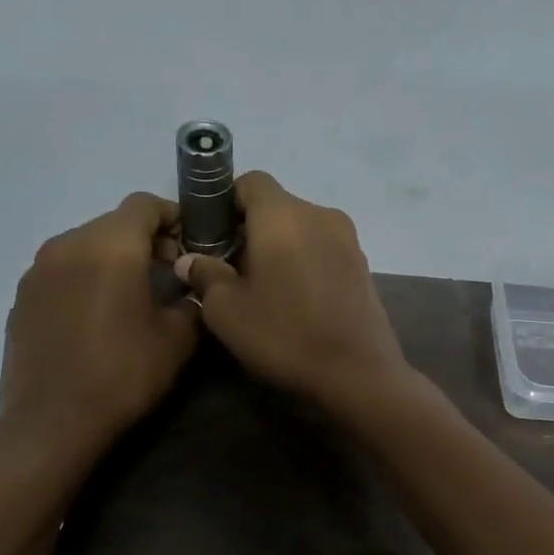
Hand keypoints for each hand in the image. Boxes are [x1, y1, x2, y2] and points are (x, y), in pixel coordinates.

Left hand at [0, 192, 197, 454]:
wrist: (51, 423)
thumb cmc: (122, 374)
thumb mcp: (178, 340)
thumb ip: (192, 300)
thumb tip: (190, 288)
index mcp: (109, 246)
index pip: (145, 204)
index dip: (173, 217)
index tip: (191, 244)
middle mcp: (67, 244)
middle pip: (114, 223)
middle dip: (145, 240)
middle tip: (169, 274)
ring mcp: (37, 270)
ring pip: (86, 245)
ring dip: (113, 259)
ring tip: (132, 297)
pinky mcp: (22, 297)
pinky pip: (62, 271)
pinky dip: (85, 279)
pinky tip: (97, 317)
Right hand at [174, 171, 409, 410]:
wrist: (358, 373)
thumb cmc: (284, 335)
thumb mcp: (227, 311)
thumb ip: (205, 275)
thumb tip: (191, 260)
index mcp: (284, 215)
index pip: (251, 181)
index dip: (225, 202)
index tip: (211, 236)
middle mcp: (320, 214)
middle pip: (276, 205)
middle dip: (249, 229)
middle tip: (230, 269)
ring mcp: (347, 239)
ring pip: (300, 228)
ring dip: (278, 246)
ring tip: (263, 288)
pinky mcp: (362, 264)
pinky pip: (322, 248)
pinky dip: (303, 261)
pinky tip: (295, 299)